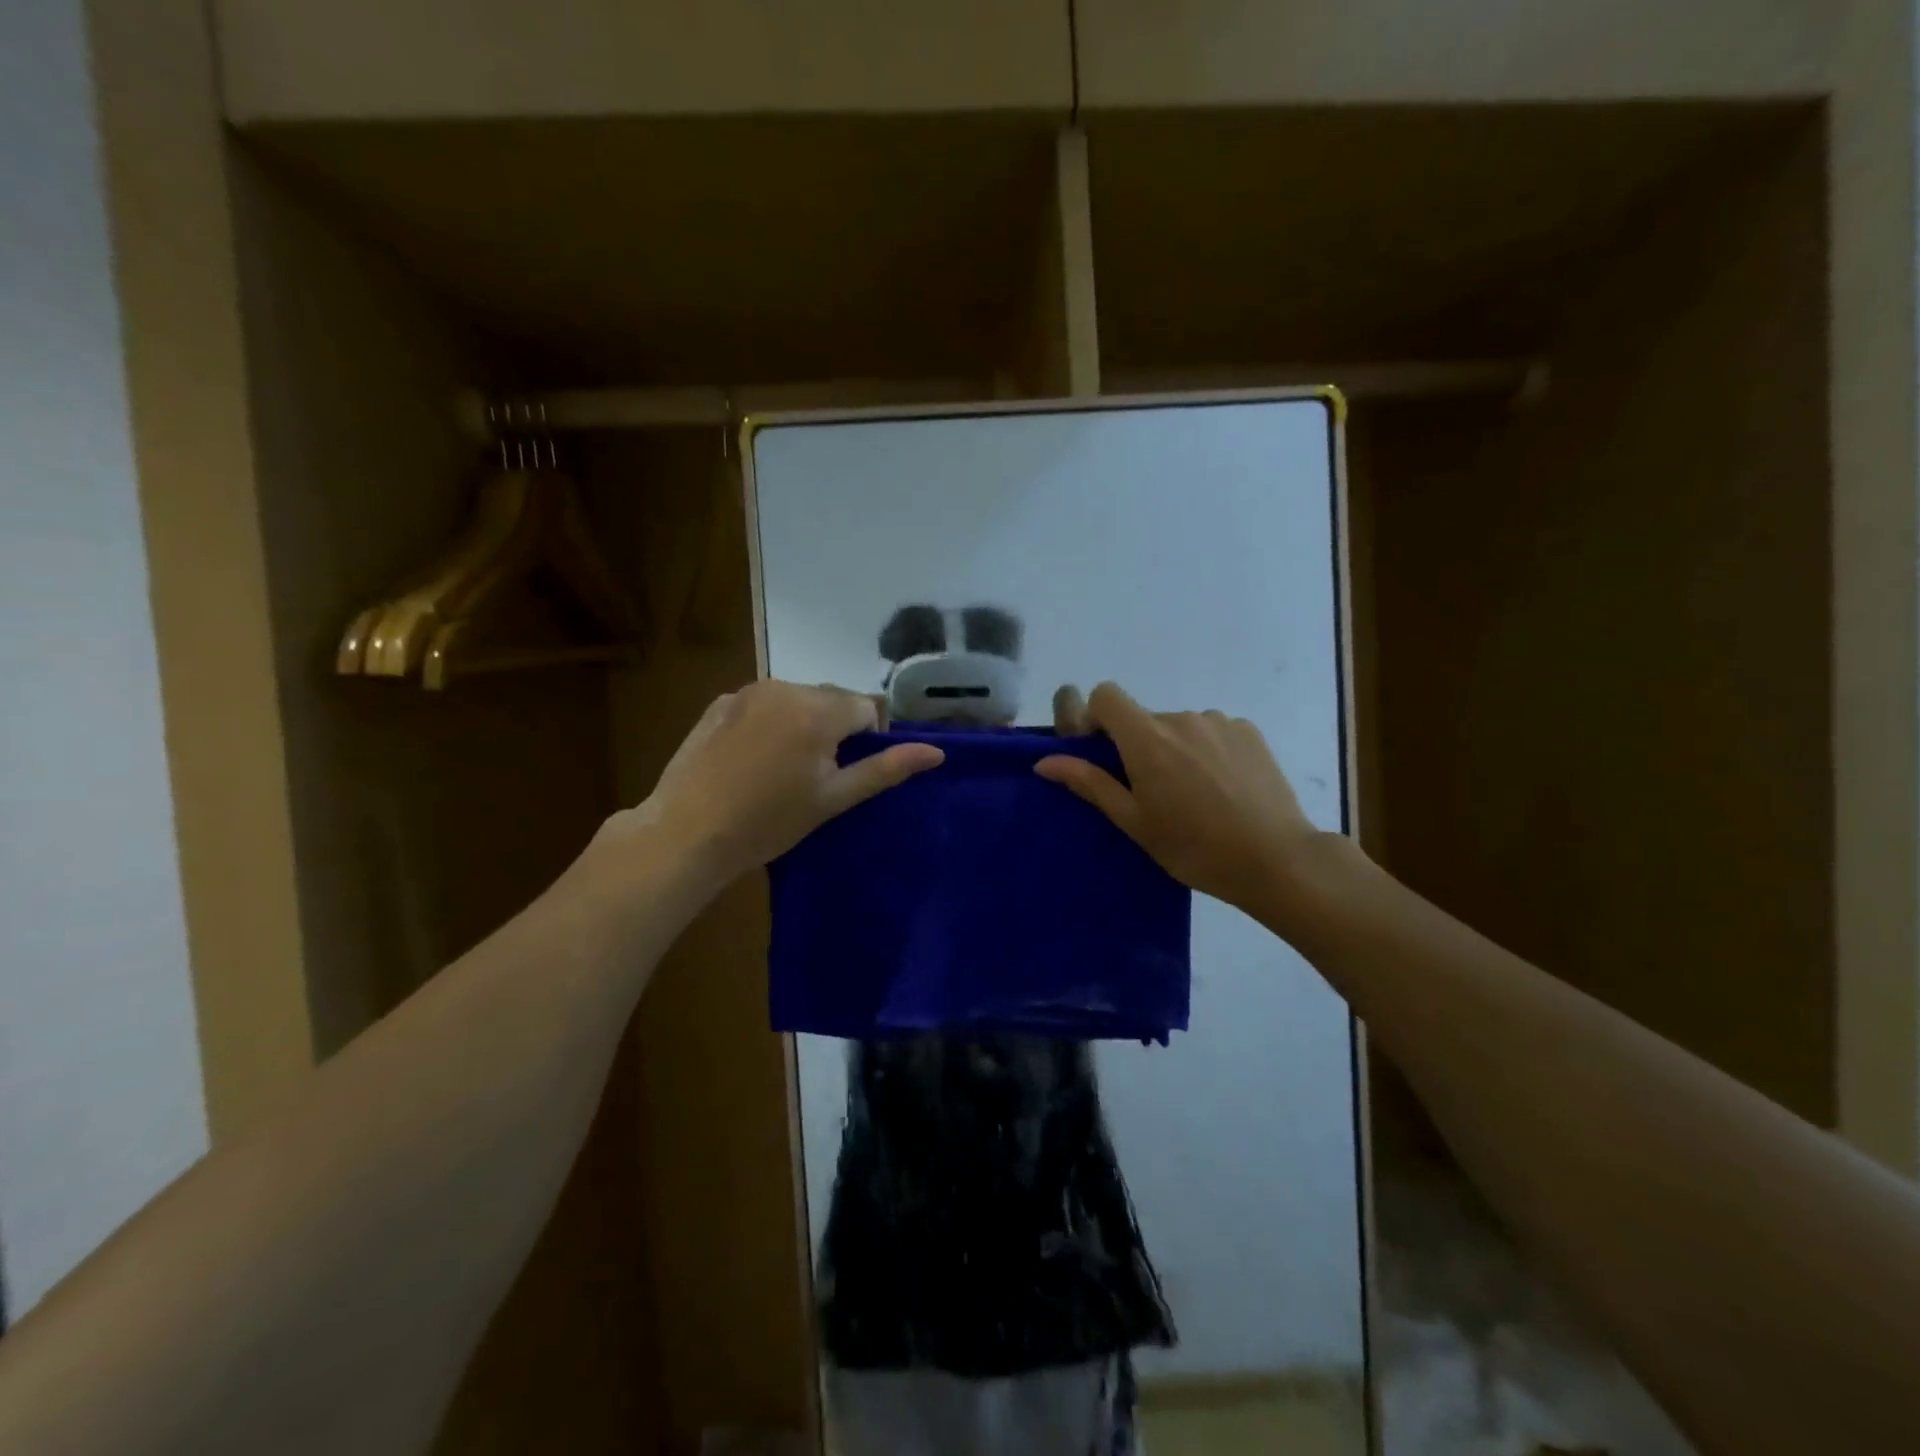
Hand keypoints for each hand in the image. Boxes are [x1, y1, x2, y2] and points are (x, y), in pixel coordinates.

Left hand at [627, 681, 943, 884]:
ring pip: (798, 698)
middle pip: (832, 699)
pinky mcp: (721, 702)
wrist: (688, 833)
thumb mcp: (834, 799)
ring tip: (782, 768)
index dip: (866, 741)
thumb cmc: (769, 822)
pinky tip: (752, 758)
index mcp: (818, 710)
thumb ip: (886, 769)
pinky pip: (764, 703)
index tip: (844, 775)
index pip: (866, 708)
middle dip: (835, 728)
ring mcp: (748, 692)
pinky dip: (770, 721)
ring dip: (803, 722)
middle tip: (815, 775)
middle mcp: (785, 687)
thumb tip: (938, 753)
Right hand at [1039, 683, 1349, 922]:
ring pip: (1179, 726)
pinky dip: (1206, 750)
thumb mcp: (1134, 821)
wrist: (1275, 859)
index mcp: (1147, 739)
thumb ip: (1089, 784)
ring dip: (1175, 748)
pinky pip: (1211, 731)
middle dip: (1138, 745)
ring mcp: (1219, 722)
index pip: (1106, 695)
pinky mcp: (1248, 731)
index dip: (1097, 717)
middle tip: (1154, 792)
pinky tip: (1223, 788)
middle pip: (1143, 718)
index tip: (1104, 752)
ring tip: (1194, 794)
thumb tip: (1044, 761)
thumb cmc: (1194, 848)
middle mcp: (1181, 718)